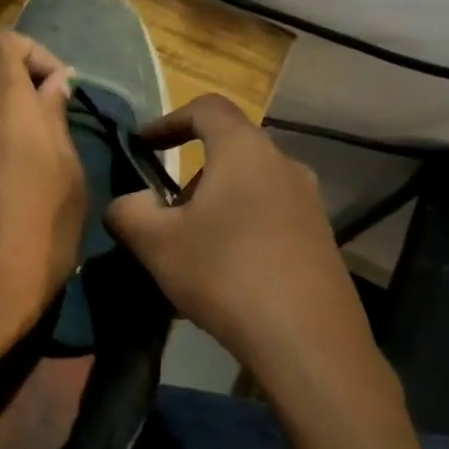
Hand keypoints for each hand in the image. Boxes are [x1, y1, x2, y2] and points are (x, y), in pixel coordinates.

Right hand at [106, 95, 391, 403]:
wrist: (307, 339)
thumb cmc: (224, 273)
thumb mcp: (155, 242)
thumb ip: (128, 210)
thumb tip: (128, 202)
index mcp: (244, 151)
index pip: (207, 108)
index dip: (169, 119)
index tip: (143, 144)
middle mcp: (284, 166)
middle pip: (229, 152)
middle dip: (189, 176)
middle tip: (162, 212)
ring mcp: (309, 204)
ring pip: (248, 189)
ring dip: (213, 207)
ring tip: (189, 250)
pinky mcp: (320, 240)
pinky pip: (268, 220)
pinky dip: (238, 232)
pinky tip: (222, 277)